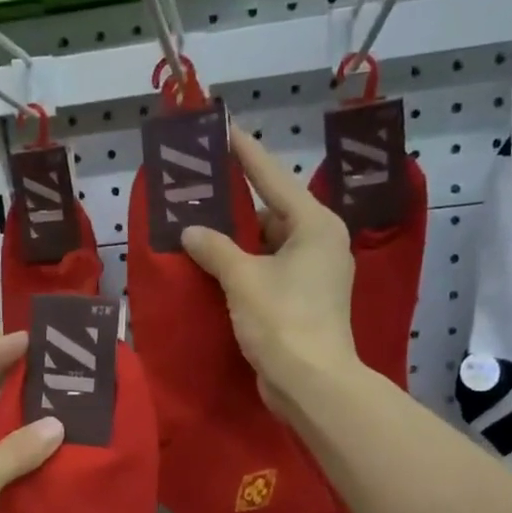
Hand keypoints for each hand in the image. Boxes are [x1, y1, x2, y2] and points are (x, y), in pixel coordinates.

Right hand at [181, 129, 358, 414]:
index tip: (225, 129)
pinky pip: (269, 270)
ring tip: (201, 225)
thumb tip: (191, 231)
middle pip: (273, 212)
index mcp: (315, 225)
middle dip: (238, 204)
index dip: (247, 154)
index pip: (274, 179)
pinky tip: (215, 265)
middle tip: (203, 187)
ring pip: (270, 245)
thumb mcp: (243, 278)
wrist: (311, 383)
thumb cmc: (282, 320)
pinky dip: (245, 266)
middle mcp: (320, 243)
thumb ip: (215, 248)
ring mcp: (314, 275)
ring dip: (238, 240)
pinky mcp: (303, 301)